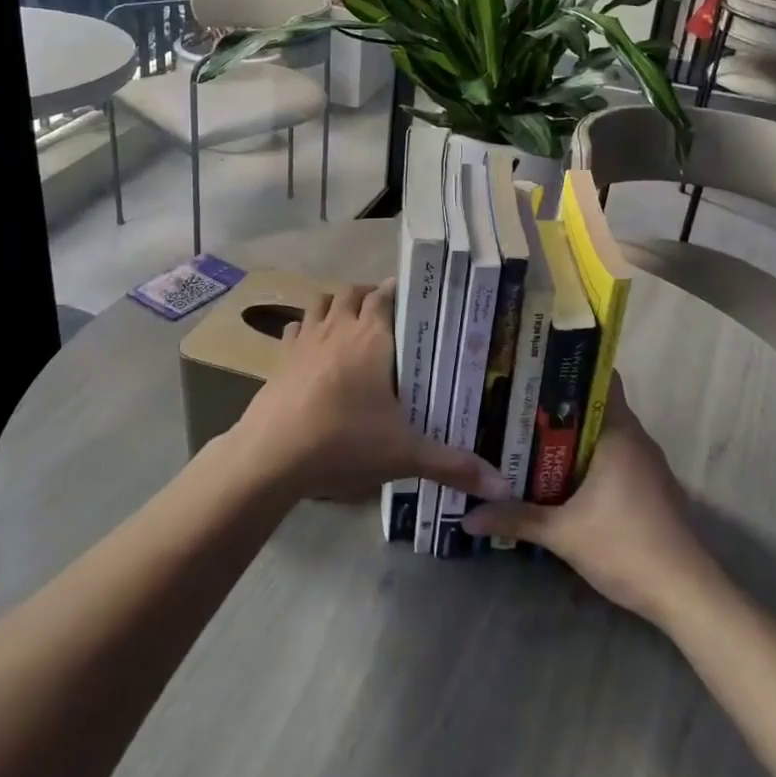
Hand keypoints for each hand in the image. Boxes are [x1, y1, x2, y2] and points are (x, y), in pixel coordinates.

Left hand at [232, 281, 512, 503]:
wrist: (272, 454)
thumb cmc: (345, 441)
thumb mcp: (405, 454)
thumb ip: (453, 465)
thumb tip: (503, 484)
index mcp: (372, 336)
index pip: (386, 295)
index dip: (400, 291)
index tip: (418, 300)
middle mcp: (339, 327)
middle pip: (353, 292)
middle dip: (370, 296)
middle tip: (388, 316)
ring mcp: (305, 339)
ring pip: (321, 303)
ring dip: (337, 305)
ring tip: (351, 324)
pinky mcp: (280, 358)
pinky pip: (295, 328)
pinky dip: (307, 329)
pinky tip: (314, 349)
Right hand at [464, 379, 713, 622]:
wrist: (686, 594)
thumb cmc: (625, 547)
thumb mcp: (562, 533)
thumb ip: (516, 519)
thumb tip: (467, 516)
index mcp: (619, 433)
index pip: (601, 379)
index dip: (570, 369)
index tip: (535, 370)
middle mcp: (637, 439)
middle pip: (597, 407)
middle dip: (560, 406)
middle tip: (519, 405)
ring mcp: (648, 465)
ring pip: (606, 435)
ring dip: (575, 436)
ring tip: (531, 436)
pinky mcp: (652, 489)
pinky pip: (616, 458)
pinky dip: (591, 460)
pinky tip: (563, 476)